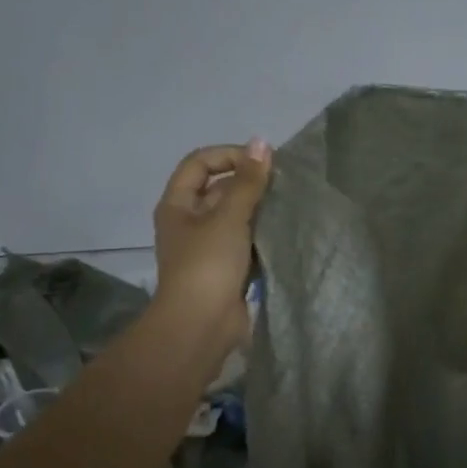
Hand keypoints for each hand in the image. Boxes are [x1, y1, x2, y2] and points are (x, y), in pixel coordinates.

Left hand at [154, 140, 272, 354]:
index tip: (261, 162)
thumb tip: (261, 142)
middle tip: (283, 183)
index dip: (228, 155)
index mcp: (177, 205)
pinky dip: (262, 234)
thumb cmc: (208, 265)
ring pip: (235, 216)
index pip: (200, 163)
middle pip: (218, 189)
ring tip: (289, 204)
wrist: (202, 326)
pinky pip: (246, 241)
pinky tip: (285, 230)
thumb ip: (247, 181)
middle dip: (248, 182)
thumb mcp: (229, 217)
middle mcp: (189, 222)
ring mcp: (207, 247)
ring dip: (258, 209)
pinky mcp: (226, 269)